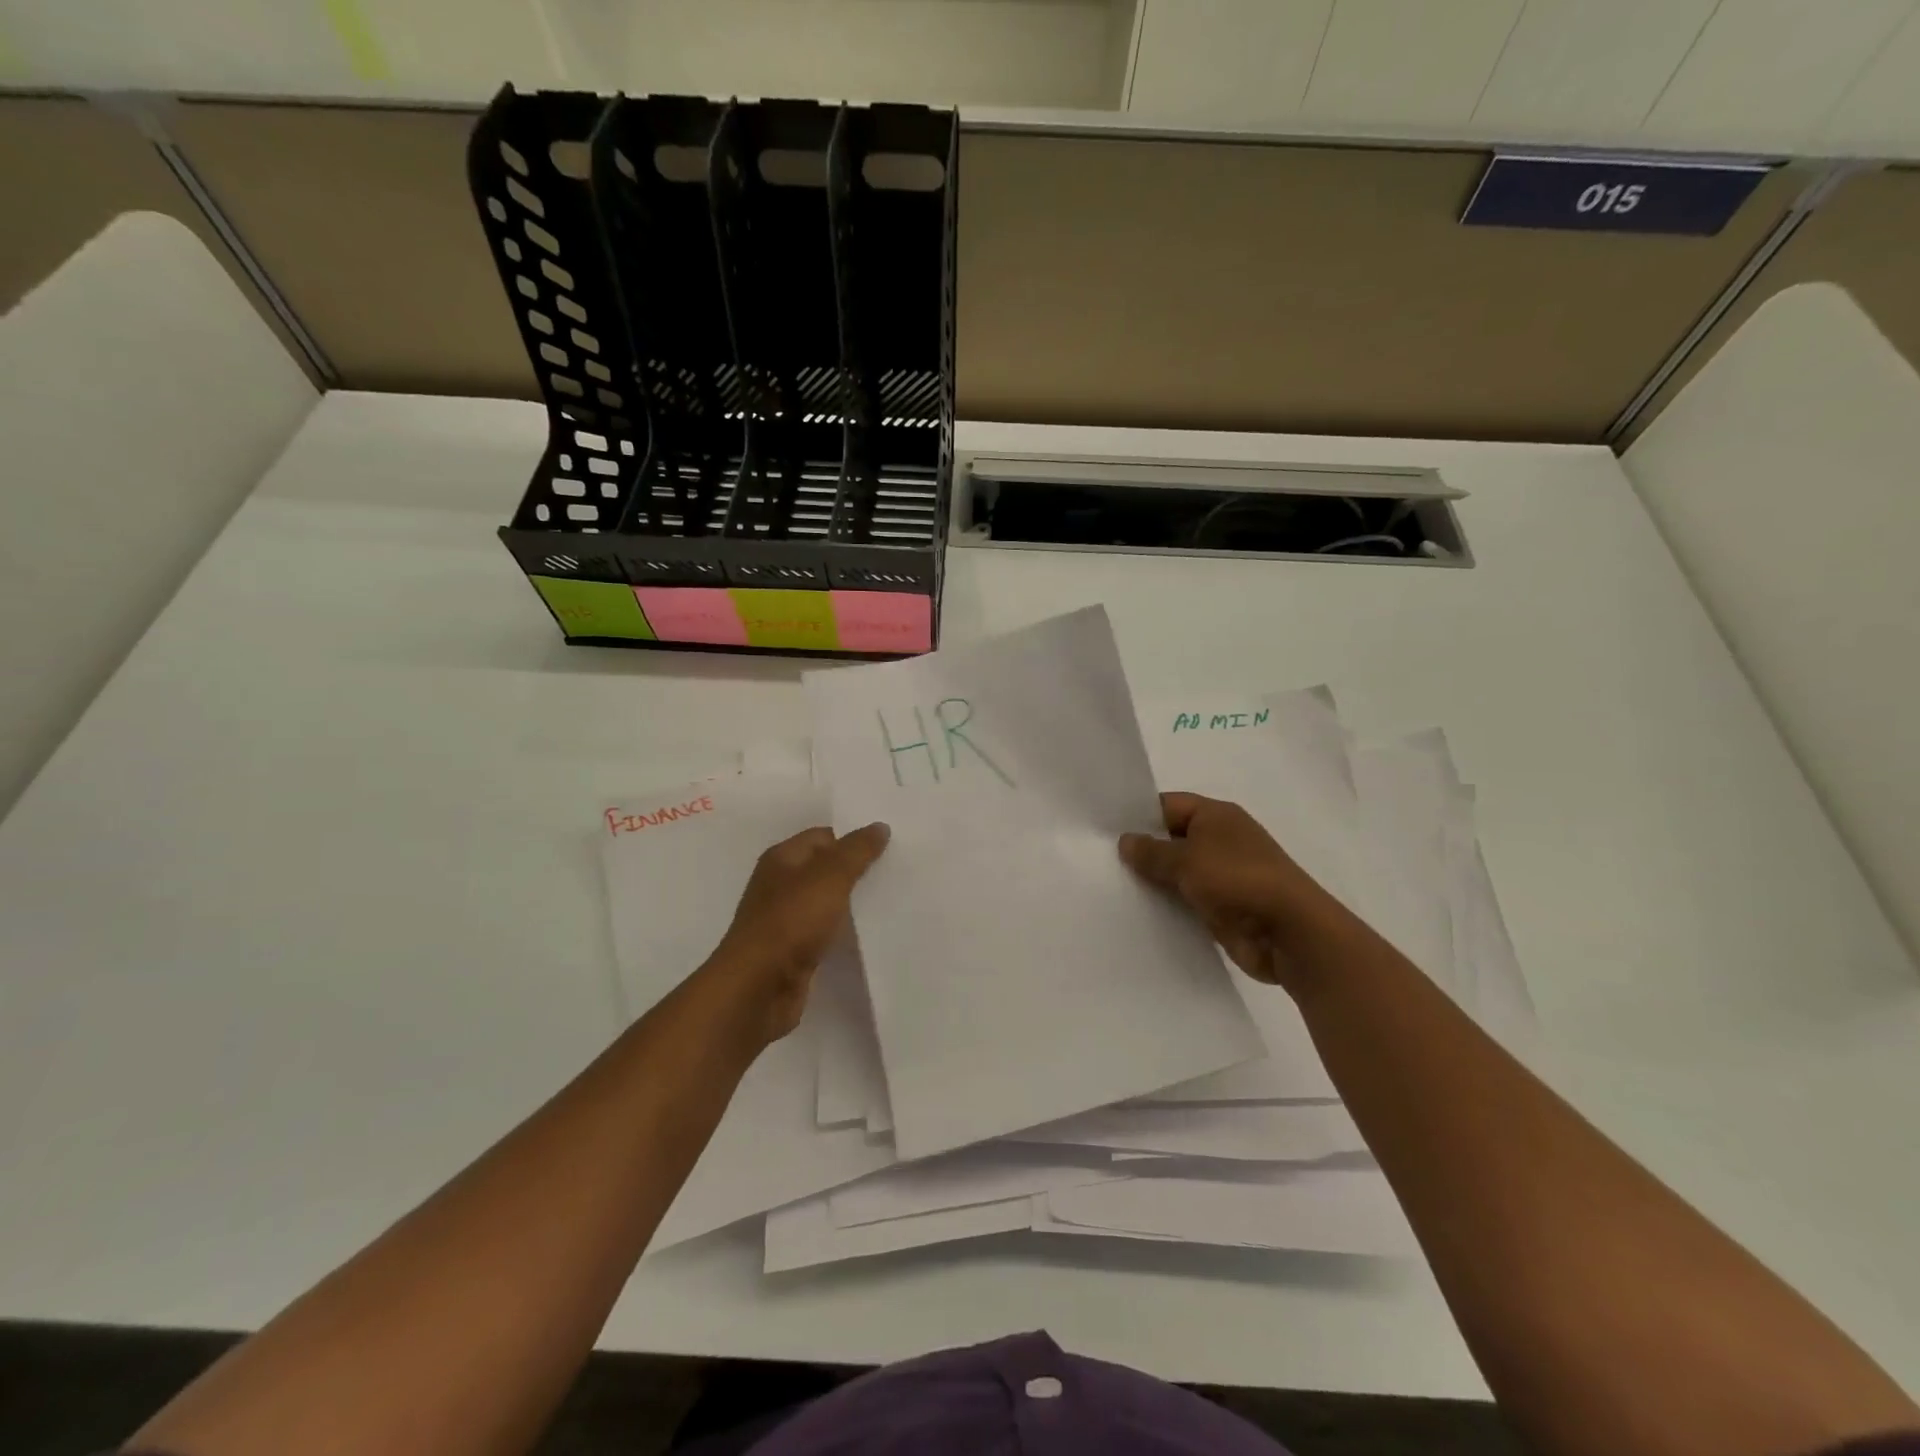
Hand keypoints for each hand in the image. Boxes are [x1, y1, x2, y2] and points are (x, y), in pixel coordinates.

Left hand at [704, 822, 889, 1045]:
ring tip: (891, 900)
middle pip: (825, 869)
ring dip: (852, 903)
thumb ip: (856, 851)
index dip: (853, 839)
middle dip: (857, 870)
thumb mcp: (830, 877)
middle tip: (897, 871)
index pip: (823, 837)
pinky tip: (869, 934)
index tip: (889, 848)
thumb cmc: (791, 921)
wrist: (759, 988)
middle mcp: (780, 885)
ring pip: (826, 902)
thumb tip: (879, 827)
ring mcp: (785, 920)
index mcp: (781, 859)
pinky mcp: (794, 952)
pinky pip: (825, 932)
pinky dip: (844, 931)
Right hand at [1119, 792, 1335, 988]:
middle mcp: (1220, 840)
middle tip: (1099, 861)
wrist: (1288, 932)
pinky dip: (1168, 906)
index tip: (1104, 830)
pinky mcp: (1223, 908)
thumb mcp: (1187, 859)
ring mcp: (1223, 876)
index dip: (1138, 815)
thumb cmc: (1237, 880)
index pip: (1168, 805)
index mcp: (1216, 816)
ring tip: (1111, 887)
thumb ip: (1152, 851)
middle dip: (1142, 851)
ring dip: (1154, 882)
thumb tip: (1125, 841)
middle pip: (1172, 839)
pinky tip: (1138, 913)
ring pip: (1178, 873)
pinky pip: (1187, 901)